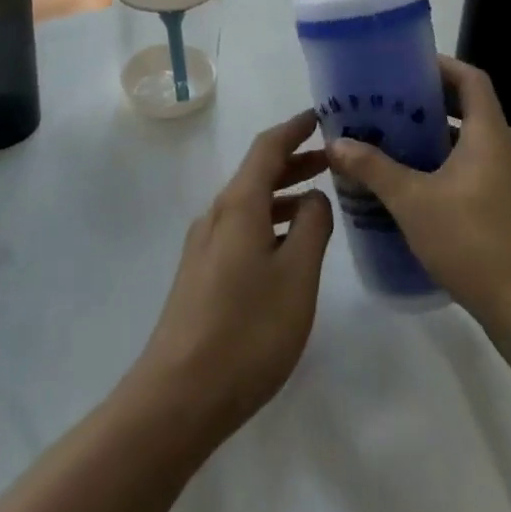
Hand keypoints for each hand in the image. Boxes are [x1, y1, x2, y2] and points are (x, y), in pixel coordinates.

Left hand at [126, 110, 333, 444]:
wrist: (178, 395)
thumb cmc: (247, 331)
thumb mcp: (296, 277)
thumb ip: (312, 228)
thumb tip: (314, 198)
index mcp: (239, 205)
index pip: (268, 147)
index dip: (295, 129)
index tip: (320, 116)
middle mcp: (217, 215)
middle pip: (257, 173)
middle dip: (294, 161)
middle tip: (332, 159)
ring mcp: (205, 246)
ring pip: (250, 203)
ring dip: (283, 194)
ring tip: (318, 201)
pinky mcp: (201, 274)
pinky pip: (241, 229)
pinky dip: (269, 222)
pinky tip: (287, 248)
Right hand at [328, 57, 510, 338]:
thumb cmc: (476, 242)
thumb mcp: (414, 202)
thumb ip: (374, 169)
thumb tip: (336, 142)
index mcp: (486, 135)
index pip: (470, 79)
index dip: (440, 66)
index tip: (403, 67)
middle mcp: (498, 151)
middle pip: (463, 109)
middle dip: (422, 103)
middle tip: (381, 104)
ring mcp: (500, 183)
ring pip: (460, 144)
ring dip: (425, 139)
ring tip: (382, 140)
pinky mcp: (496, 212)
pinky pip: (462, 173)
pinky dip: (434, 169)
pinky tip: (401, 188)